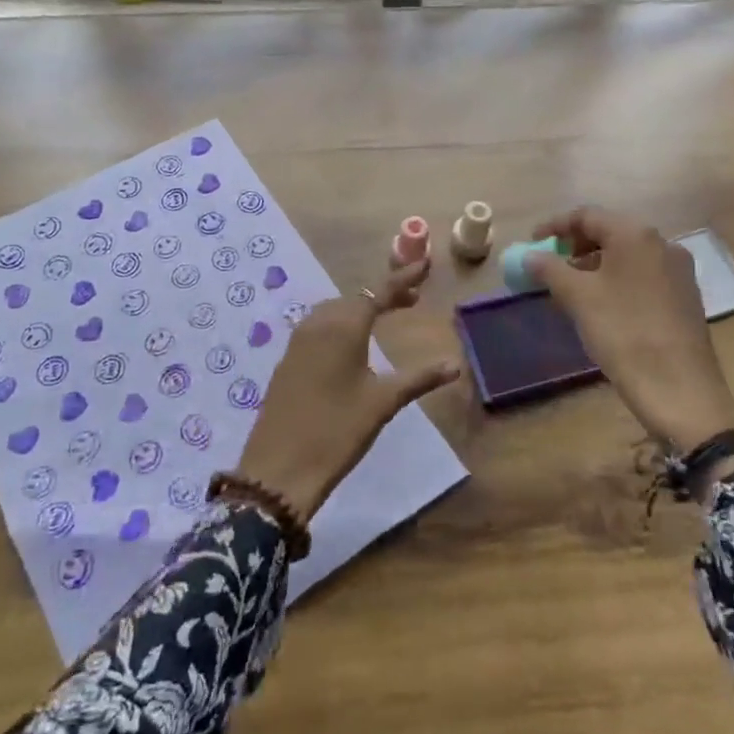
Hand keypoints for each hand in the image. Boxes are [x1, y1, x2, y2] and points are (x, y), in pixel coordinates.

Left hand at [236, 256, 460, 522]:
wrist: (279, 469)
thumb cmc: (337, 431)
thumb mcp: (382, 403)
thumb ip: (419, 378)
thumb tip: (455, 364)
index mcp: (344, 327)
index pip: (379, 292)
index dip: (403, 277)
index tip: (424, 264)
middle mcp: (318, 324)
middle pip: (355, 298)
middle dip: (384, 295)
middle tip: (412, 300)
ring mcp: (298, 341)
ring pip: (334, 311)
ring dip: (360, 308)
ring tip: (385, 318)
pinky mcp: (287, 360)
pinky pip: (318, 327)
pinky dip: (340, 323)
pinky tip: (352, 343)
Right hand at [527, 207, 733, 450]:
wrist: (680, 390)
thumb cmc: (623, 333)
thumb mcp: (578, 298)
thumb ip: (550, 269)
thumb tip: (529, 255)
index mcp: (636, 234)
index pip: (587, 215)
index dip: (555, 226)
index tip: (532, 242)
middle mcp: (662, 243)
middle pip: (610, 231)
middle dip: (576, 245)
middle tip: (550, 264)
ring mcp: (679, 270)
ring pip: (627, 255)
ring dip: (595, 264)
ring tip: (571, 288)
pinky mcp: (686, 296)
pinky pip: (643, 275)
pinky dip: (617, 279)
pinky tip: (602, 304)